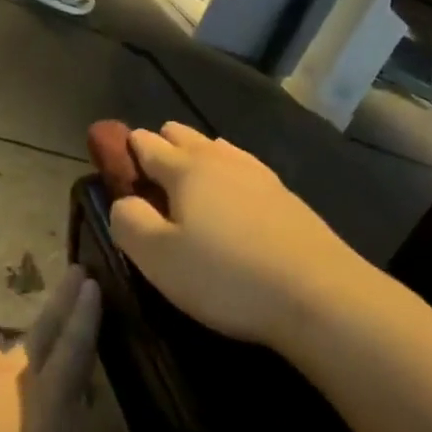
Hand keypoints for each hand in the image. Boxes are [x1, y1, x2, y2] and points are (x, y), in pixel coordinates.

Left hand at [0, 266, 153, 431]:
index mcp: (41, 404)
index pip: (72, 351)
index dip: (86, 318)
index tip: (94, 281)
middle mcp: (7, 381)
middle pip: (42, 334)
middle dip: (62, 302)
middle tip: (75, 271)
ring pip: (5, 351)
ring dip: (26, 336)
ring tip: (36, 332)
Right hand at [108, 123, 365, 348]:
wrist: (317, 293)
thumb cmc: (224, 277)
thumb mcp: (157, 257)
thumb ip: (129, 222)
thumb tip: (125, 201)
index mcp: (186, 170)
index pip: (148, 146)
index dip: (127, 149)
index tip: (114, 158)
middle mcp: (224, 161)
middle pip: (186, 138)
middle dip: (164, 145)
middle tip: (149, 168)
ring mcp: (261, 177)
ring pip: (220, 151)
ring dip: (199, 156)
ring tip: (189, 173)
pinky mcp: (288, 200)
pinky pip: (246, 172)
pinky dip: (230, 174)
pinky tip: (235, 191)